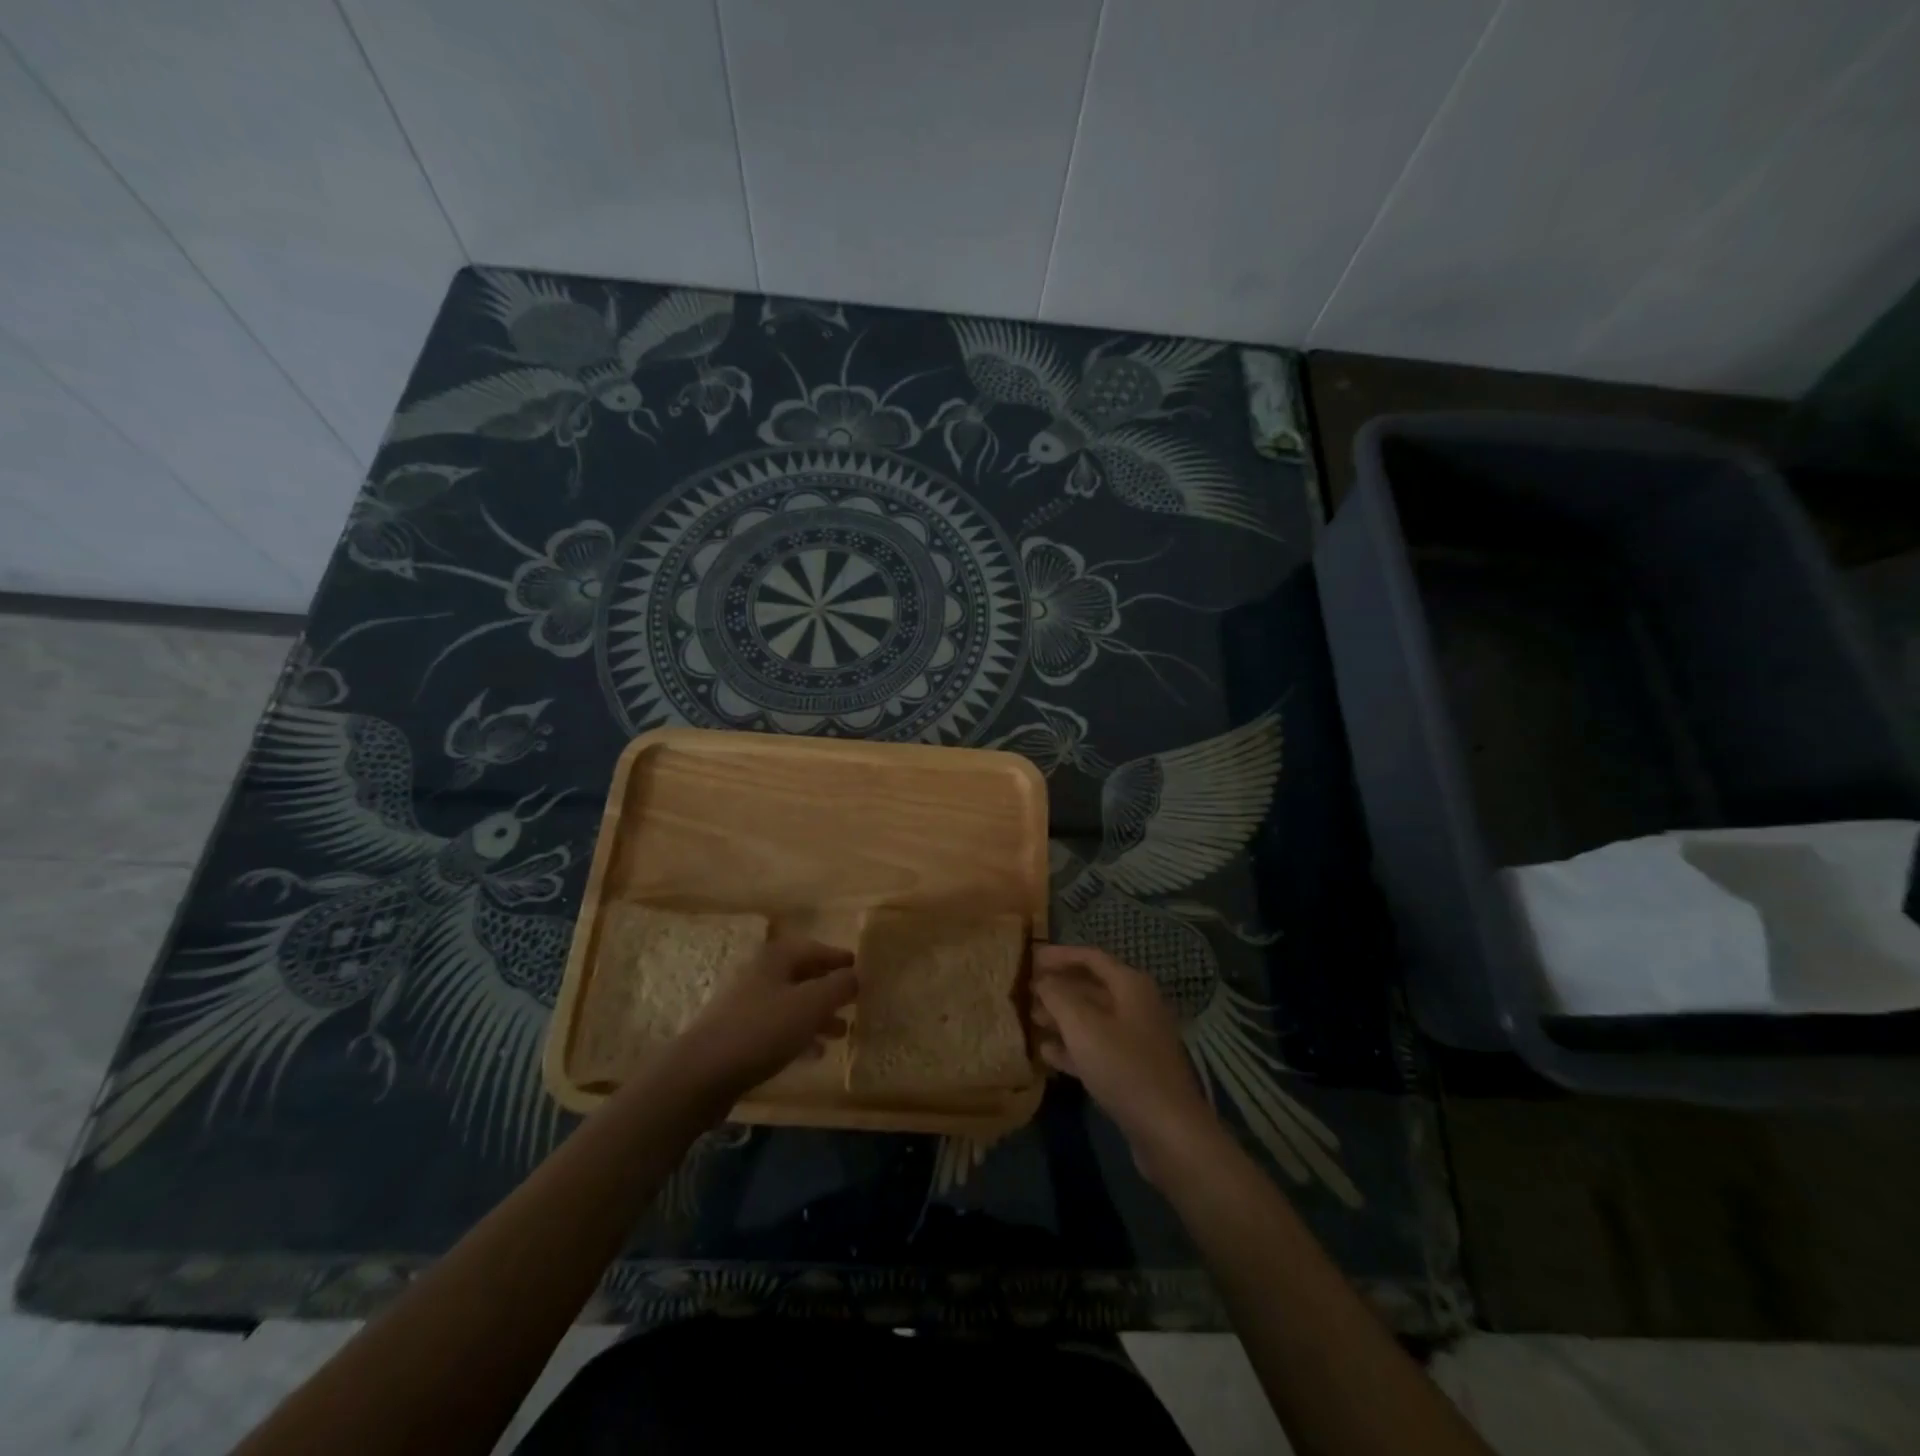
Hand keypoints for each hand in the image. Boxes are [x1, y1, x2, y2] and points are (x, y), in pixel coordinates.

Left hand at [671, 938, 856, 1103]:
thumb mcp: (811, 1004)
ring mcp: (745, 1005)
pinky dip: (798, 1035)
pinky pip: (776, 1028)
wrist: (701, 1074)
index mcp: (775, 958)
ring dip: (817, 1015)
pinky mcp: (736, 1036)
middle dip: (829, 990)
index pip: (815, 949)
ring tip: (841, 1033)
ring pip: (790, 1004)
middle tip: (854, 1003)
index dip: (838, 958)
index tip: (860, 969)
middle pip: (802, 976)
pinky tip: (813, 1054)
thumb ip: (839, 986)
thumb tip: (856, 975)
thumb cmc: (762, 1030)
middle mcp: (759, 975)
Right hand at [1032, 944, 1218, 1180]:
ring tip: (1032, 1020)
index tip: (1030, 958)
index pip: (1091, 957)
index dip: (1060, 955)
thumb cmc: (1123, 1067)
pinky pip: (1097, 1047)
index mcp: (1130, 985)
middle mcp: (1136, 1005)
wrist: (1168, 1130)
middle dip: (1058, 987)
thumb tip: (1043, 980)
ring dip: (1062, 1017)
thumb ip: (1058, 996)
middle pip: (1092, 986)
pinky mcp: (1132, 1069)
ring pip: (1092, 1018)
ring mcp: (1136, 1039)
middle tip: (1026, 992)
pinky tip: (1047, 1053)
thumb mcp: (1082, 1025)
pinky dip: (1073, 1046)